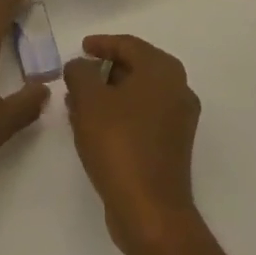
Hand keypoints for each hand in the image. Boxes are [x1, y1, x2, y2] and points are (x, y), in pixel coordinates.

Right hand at [64, 34, 201, 254]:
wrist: (150, 211)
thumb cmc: (119, 144)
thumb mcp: (89, 99)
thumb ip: (80, 72)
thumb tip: (81, 66)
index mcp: (163, 71)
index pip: (129, 44)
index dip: (102, 43)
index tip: (81, 47)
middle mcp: (178, 90)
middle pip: (135, 68)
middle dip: (103, 71)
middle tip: (77, 75)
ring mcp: (178, 121)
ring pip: (137, 95)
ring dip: (108, 94)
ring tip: (77, 101)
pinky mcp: (172, 146)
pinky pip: (141, 117)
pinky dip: (118, 114)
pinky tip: (92, 125)